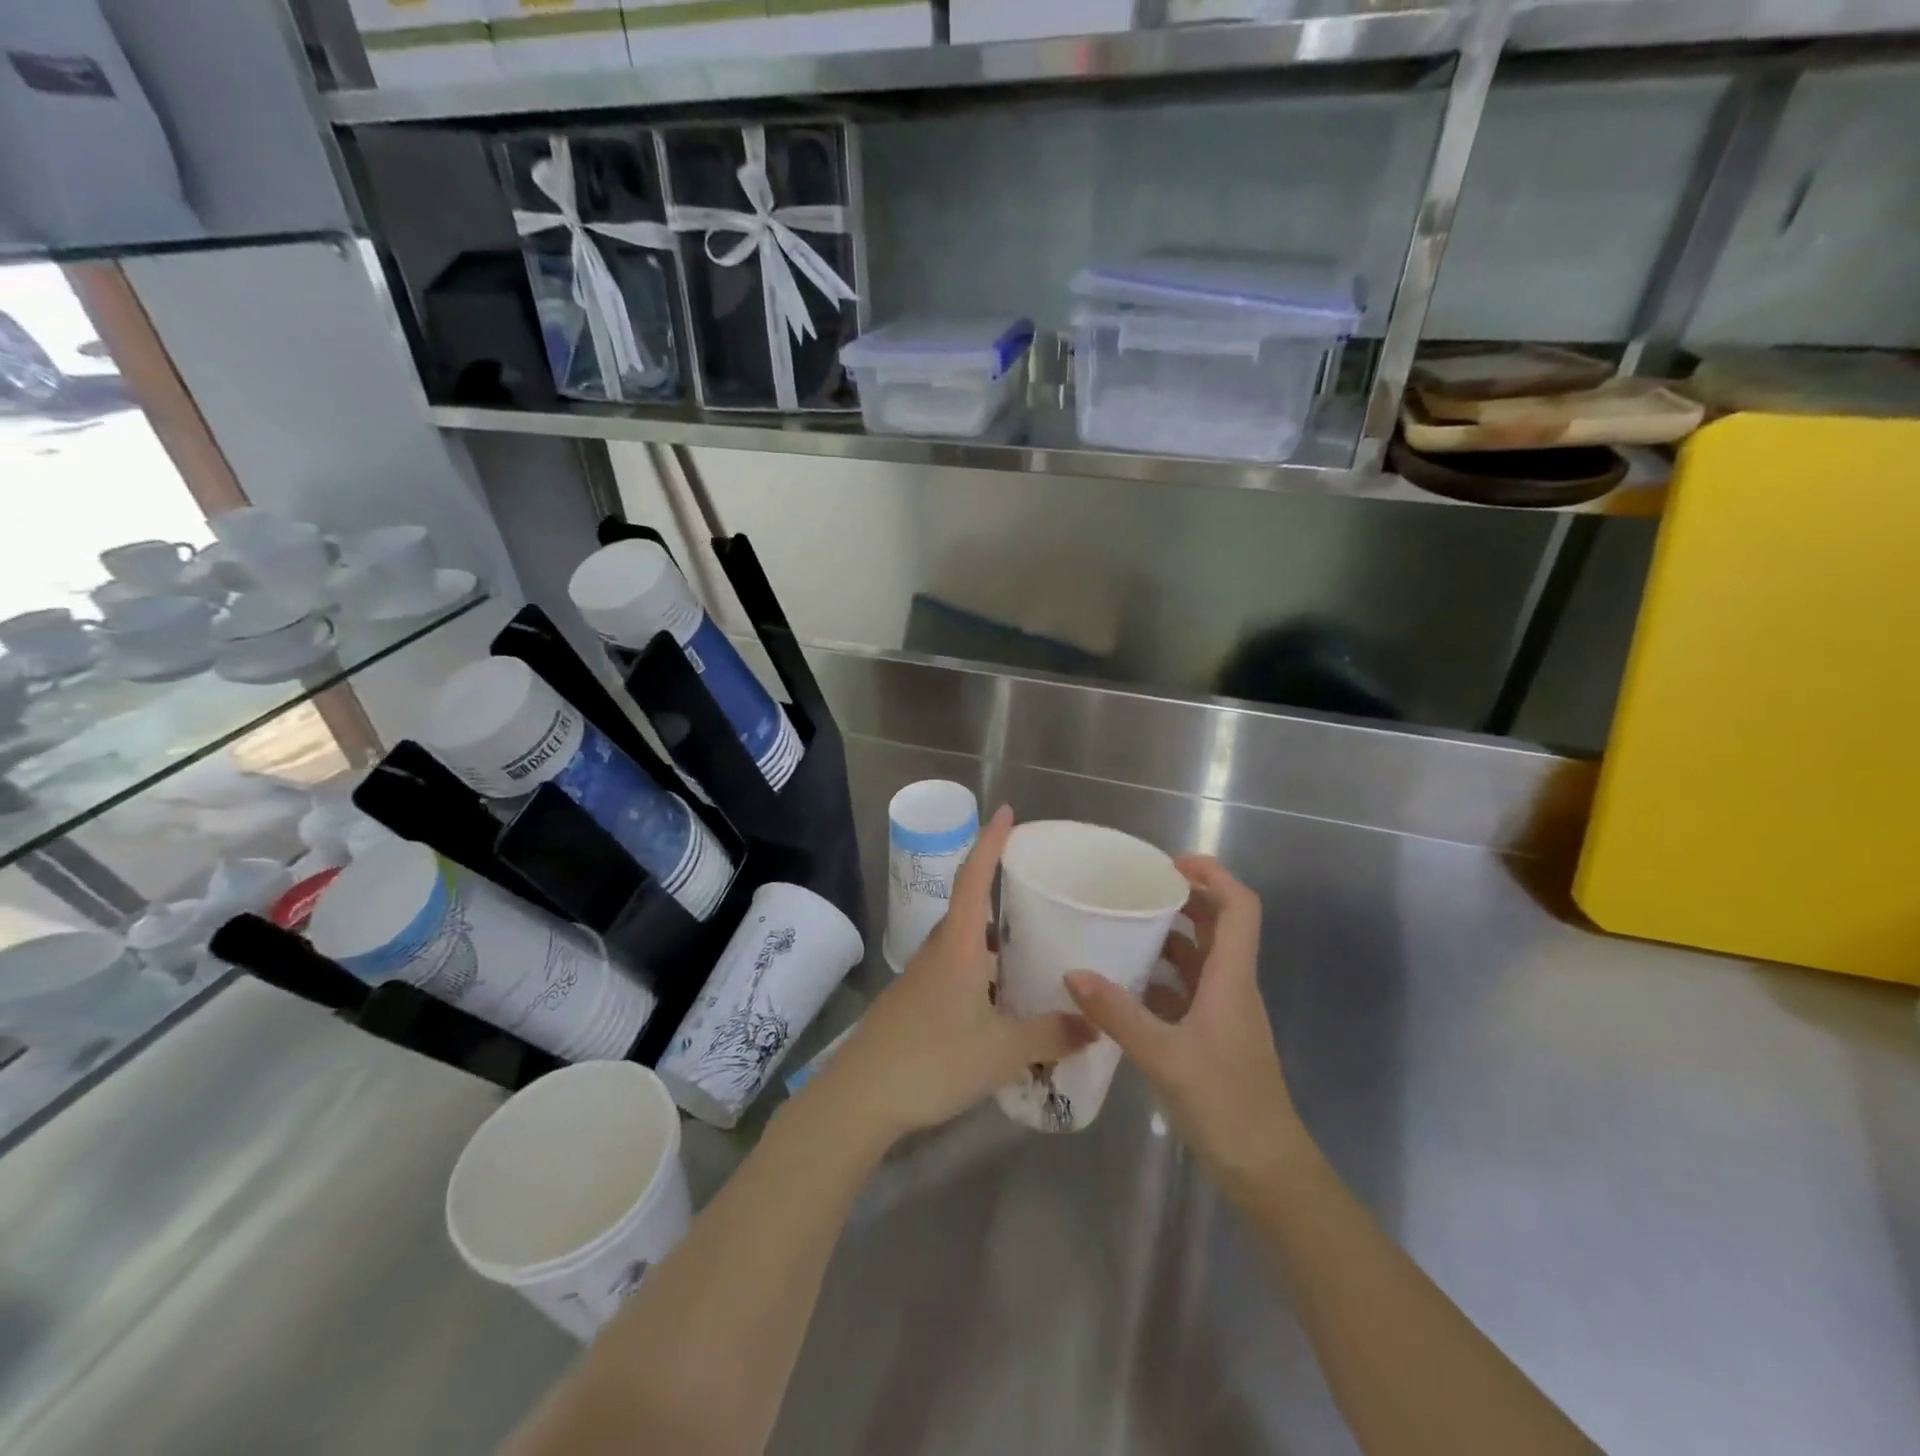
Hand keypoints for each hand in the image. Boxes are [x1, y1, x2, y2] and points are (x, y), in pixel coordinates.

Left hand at [818, 806, 1091, 1144]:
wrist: (861, 1097)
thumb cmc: (933, 1061)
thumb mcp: (1002, 1051)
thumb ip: (1051, 1035)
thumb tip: (1094, 1024)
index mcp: (958, 947)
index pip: (974, 879)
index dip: (990, 843)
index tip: (1005, 812)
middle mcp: (938, 952)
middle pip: (968, 908)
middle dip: (997, 891)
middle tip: (1036, 892)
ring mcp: (921, 978)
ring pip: (962, 944)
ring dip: (991, 939)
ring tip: (1028, 949)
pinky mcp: (913, 1003)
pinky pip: (954, 971)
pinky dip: (980, 971)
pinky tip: (999, 1000)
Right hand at [1065, 857, 1303, 1193]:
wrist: (1266, 1172)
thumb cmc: (1226, 1106)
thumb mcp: (1164, 1057)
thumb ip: (1118, 1014)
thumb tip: (1073, 973)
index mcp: (1232, 979)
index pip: (1240, 908)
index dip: (1213, 875)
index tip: (1170, 864)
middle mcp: (1232, 987)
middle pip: (1218, 925)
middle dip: (1183, 899)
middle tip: (1135, 889)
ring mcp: (1223, 1014)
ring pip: (1200, 959)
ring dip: (1169, 938)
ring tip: (1122, 927)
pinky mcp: (1212, 1037)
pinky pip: (1186, 991)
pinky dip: (1160, 978)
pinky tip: (1124, 985)